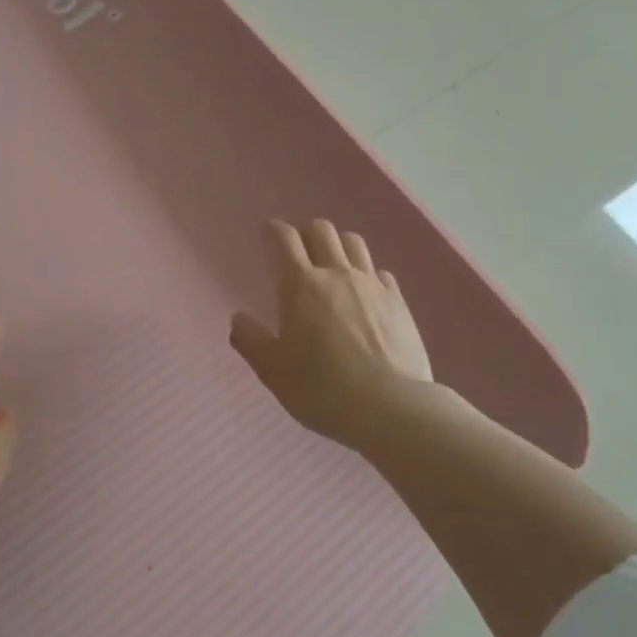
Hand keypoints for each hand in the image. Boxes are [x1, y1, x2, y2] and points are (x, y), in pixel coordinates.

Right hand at [229, 219, 433, 448]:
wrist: (389, 407)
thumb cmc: (321, 389)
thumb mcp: (273, 371)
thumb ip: (251, 341)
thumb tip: (238, 318)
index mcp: (301, 285)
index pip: (284, 239)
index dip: (273, 230)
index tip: (267, 232)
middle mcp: (337, 274)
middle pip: (322, 231)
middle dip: (306, 232)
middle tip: (298, 250)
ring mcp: (372, 285)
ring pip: (354, 243)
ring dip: (338, 244)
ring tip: (331, 263)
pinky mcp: (398, 301)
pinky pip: (379, 271)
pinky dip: (366, 272)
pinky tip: (364, 292)